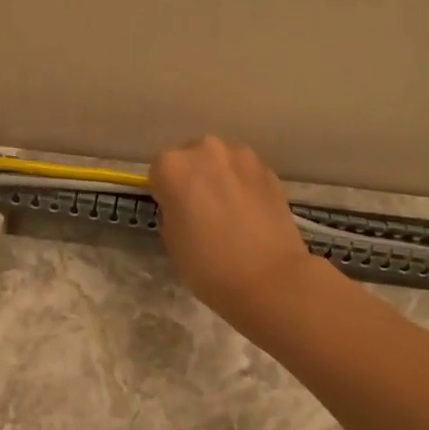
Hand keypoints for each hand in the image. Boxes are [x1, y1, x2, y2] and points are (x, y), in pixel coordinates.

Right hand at [149, 136, 315, 327]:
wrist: (269, 279)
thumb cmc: (208, 265)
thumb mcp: (171, 239)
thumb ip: (173, 208)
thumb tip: (186, 204)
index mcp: (173, 165)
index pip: (159, 170)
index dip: (166, 192)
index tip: (175, 212)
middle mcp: (206, 150)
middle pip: (192, 158)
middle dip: (194, 178)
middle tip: (202, 211)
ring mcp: (242, 157)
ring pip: (222, 163)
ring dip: (221, 179)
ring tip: (230, 213)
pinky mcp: (269, 171)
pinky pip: (246, 174)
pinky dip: (245, 187)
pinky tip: (251, 215)